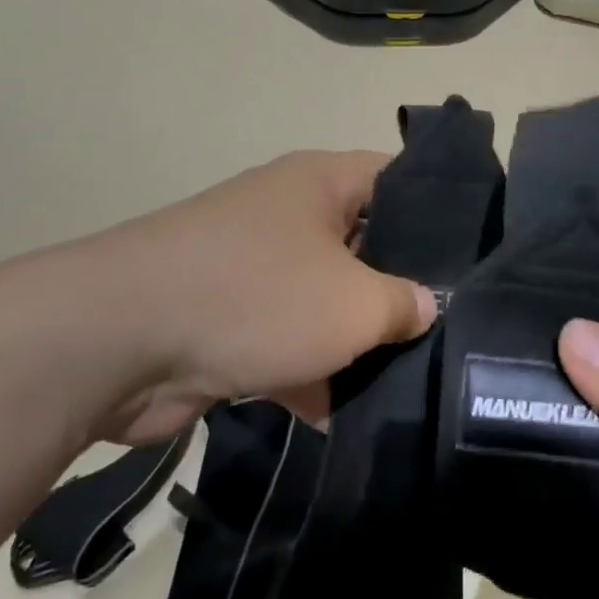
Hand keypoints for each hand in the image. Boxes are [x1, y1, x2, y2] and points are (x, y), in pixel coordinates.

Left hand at [34, 151, 437, 444]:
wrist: (119, 342)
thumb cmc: (257, 297)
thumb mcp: (353, 302)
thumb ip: (405, 303)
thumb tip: (429, 307)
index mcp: (320, 185)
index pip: (397, 177)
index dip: (440, 208)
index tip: (479, 252)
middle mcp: (289, 216)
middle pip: (366, 245)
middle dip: (403, 290)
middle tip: (456, 329)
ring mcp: (256, 270)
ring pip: (328, 301)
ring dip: (359, 343)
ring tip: (414, 383)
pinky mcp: (230, 322)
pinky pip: (288, 343)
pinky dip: (312, 377)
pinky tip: (344, 421)